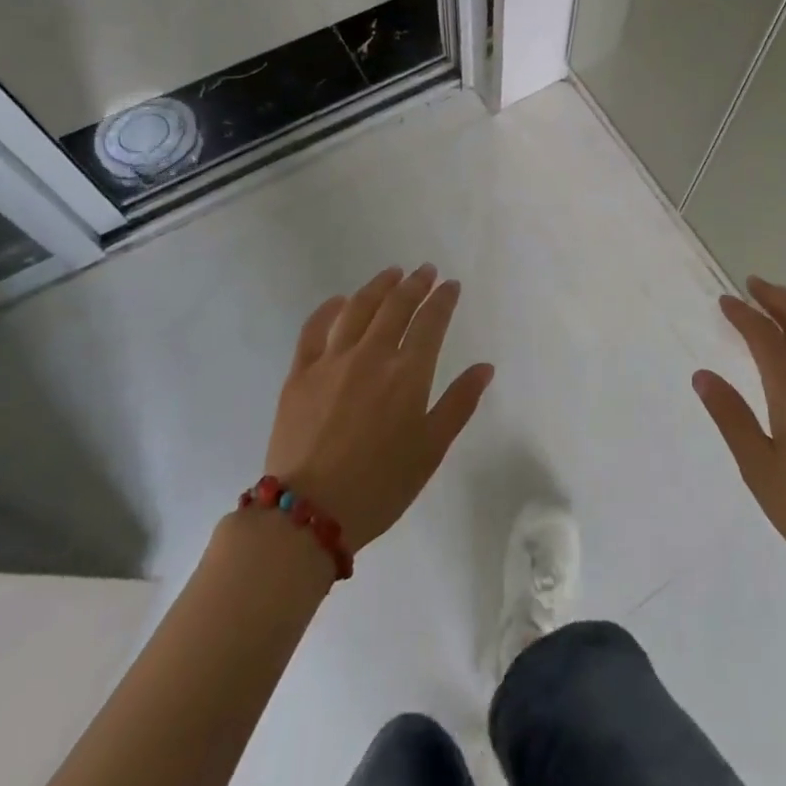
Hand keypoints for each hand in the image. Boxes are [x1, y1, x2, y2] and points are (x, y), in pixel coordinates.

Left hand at [262, 265, 493, 552]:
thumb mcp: (431, 450)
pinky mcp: (300, 373)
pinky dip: (329, 308)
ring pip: (358, 308)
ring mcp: (332, 360)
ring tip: (392, 274)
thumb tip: (484, 367)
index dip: (443, 299)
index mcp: (408, 374)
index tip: (451, 285)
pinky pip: (315, 328)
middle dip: (415, 284)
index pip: (431, 322)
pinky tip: (340, 301)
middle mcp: (372, 355)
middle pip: (396, 306)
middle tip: (425, 271)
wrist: (309, 514)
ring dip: (378, 286)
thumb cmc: (380, 486)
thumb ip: (459, 404)